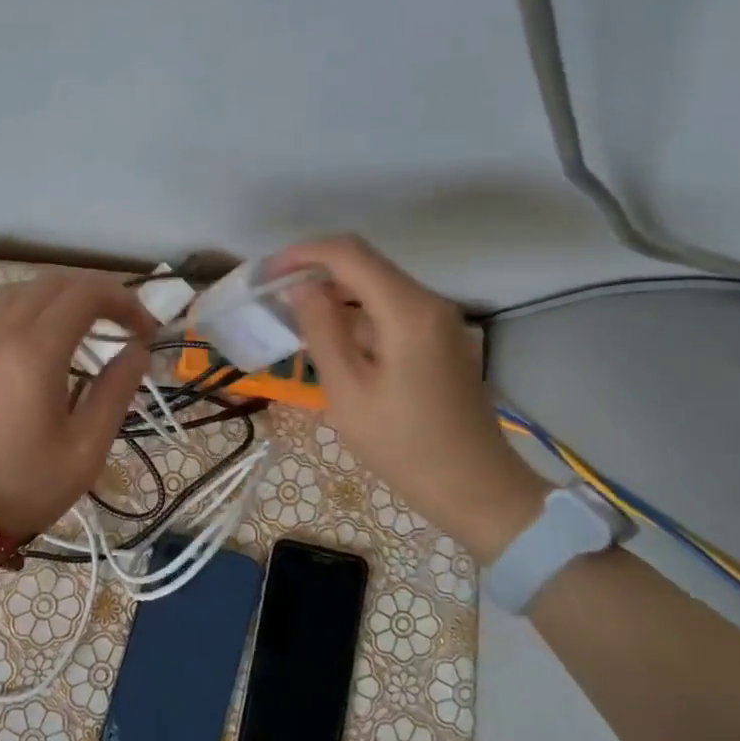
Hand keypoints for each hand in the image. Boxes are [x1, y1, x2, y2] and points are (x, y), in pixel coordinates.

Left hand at [0, 272, 154, 542]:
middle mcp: (1, 330)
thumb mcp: (86, 448)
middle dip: (97, 293)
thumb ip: (116, 390)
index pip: (88, 293)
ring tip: (86, 327)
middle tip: (123, 325)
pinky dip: (30, 309)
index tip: (146, 333)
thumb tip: (136, 351)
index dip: (126, 302)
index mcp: (36, 350)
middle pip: (55, 281)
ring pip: (23, 290)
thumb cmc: (25, 486)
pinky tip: (41, 341)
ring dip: (61, 297)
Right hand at [270, 236, 547, 558]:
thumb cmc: (403, 444)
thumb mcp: (348, 391)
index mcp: (407, 310)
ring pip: (377, 288)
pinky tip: (330, 342)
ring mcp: (438, 321)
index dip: (302, 254)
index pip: (348, 254)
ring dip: (334, 294)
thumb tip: (301, 287)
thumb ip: (322, 331)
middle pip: (365, 265)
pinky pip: (390, 311)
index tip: (266, 275)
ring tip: (292, 318)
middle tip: (273, 296)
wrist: (473, 486)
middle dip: (315, 271)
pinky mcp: (439, 341)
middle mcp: (428, 303)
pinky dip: (355, 315)